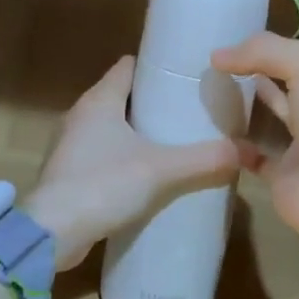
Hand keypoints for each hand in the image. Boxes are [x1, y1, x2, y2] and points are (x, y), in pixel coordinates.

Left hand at [23, 57, 241, 270]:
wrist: (52, 232)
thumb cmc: (103, 185)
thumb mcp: (162, 170)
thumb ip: (204, 159)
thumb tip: (245, 151)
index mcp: (99, 100)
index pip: (128, 66)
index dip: (156, 66)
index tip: (185, 76)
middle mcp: (80, 115)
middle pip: (121, 97)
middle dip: (153, 103)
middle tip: (189, 113)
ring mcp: (71, 146)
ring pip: (111, 128)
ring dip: (138, 134)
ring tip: (174, 144)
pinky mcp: (69, 174)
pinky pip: (102, 155)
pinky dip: (123, 158)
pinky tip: (147, 176)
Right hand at [211, 9, 298, 262]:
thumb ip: (265, 50)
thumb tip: (218, 55)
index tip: (283, 4)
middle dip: (271, 56)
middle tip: (231, 41)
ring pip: (277, 111)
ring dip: (251, 95)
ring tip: (214, 74)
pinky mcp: (286, 173)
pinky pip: (256, 155)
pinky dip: (236, 144)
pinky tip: (211, 126)